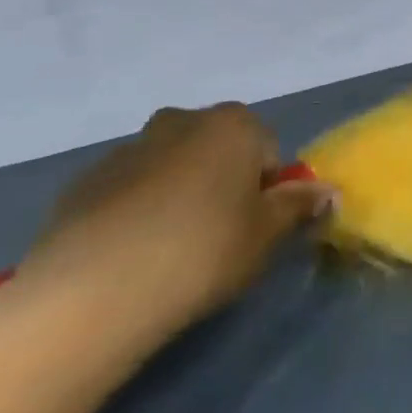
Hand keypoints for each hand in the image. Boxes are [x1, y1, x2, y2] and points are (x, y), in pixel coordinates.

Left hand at [9, 103, 327, 347]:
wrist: (94, 291)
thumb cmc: (203, 251)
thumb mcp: (266, 234)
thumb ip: (297, 206)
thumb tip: (327, 191)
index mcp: (232, 125)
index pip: (267, 148)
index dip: (266, 188)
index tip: (254, 227)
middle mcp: (181, 121)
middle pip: (217, 149)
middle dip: (222, 182)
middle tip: (218, 236)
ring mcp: (127, 149)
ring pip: (171, 166)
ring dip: (178, 194)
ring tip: (170, 251)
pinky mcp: (84, 182)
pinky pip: (128, 190)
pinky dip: (136, 211)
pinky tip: (131, 255)